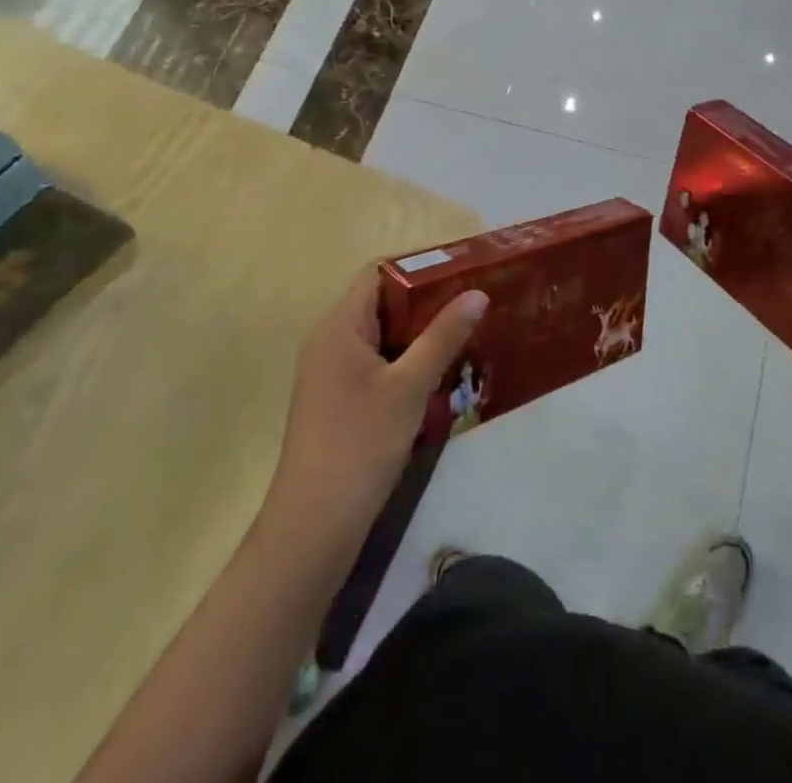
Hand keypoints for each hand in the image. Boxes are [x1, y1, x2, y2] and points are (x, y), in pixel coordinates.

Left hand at [264, 268, 485, 544]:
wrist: (314, 526)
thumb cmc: (360, 444)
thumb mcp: (410, 386)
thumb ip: (443, 335)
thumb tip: (477, 292)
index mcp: (340, 326)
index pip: (378, 273)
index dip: (419, 266)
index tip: (463, 271)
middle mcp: (330, 341)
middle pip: (383, 302)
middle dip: (428, 301)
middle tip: (473, 303)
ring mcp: (332, 373)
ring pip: (383, 336)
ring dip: (422, 334)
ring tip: (467, 334)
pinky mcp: (339, 401)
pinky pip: (378, 363)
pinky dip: (408, 361)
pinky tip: (442, 374)